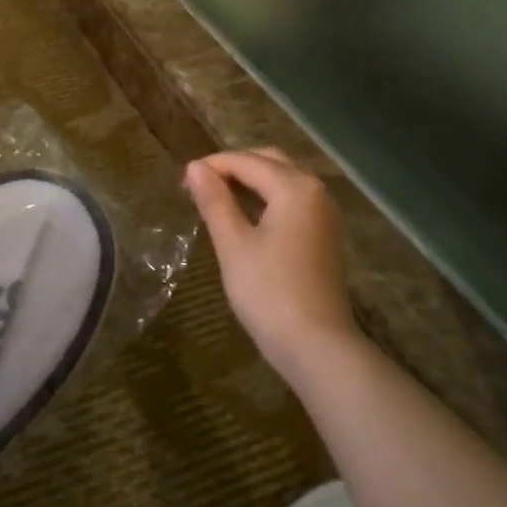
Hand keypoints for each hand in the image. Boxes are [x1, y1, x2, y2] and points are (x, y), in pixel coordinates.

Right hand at [185, 149, 361, 381]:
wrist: (316, 345)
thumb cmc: (268, 292)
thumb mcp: (233, 244)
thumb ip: (214, 201)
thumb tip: (195, 167)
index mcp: (295, 187)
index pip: (247, 161)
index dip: (212, 166)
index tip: (182, 181)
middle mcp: (316, 192)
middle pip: (270, 162)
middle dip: (234, 168)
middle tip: (199, 186)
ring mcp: (324, 215)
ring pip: (284, 181)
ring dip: (251, 182)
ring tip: (216, 199)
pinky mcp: (324, 236)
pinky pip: (293, 202)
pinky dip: (267, 199)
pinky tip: (245, 218)